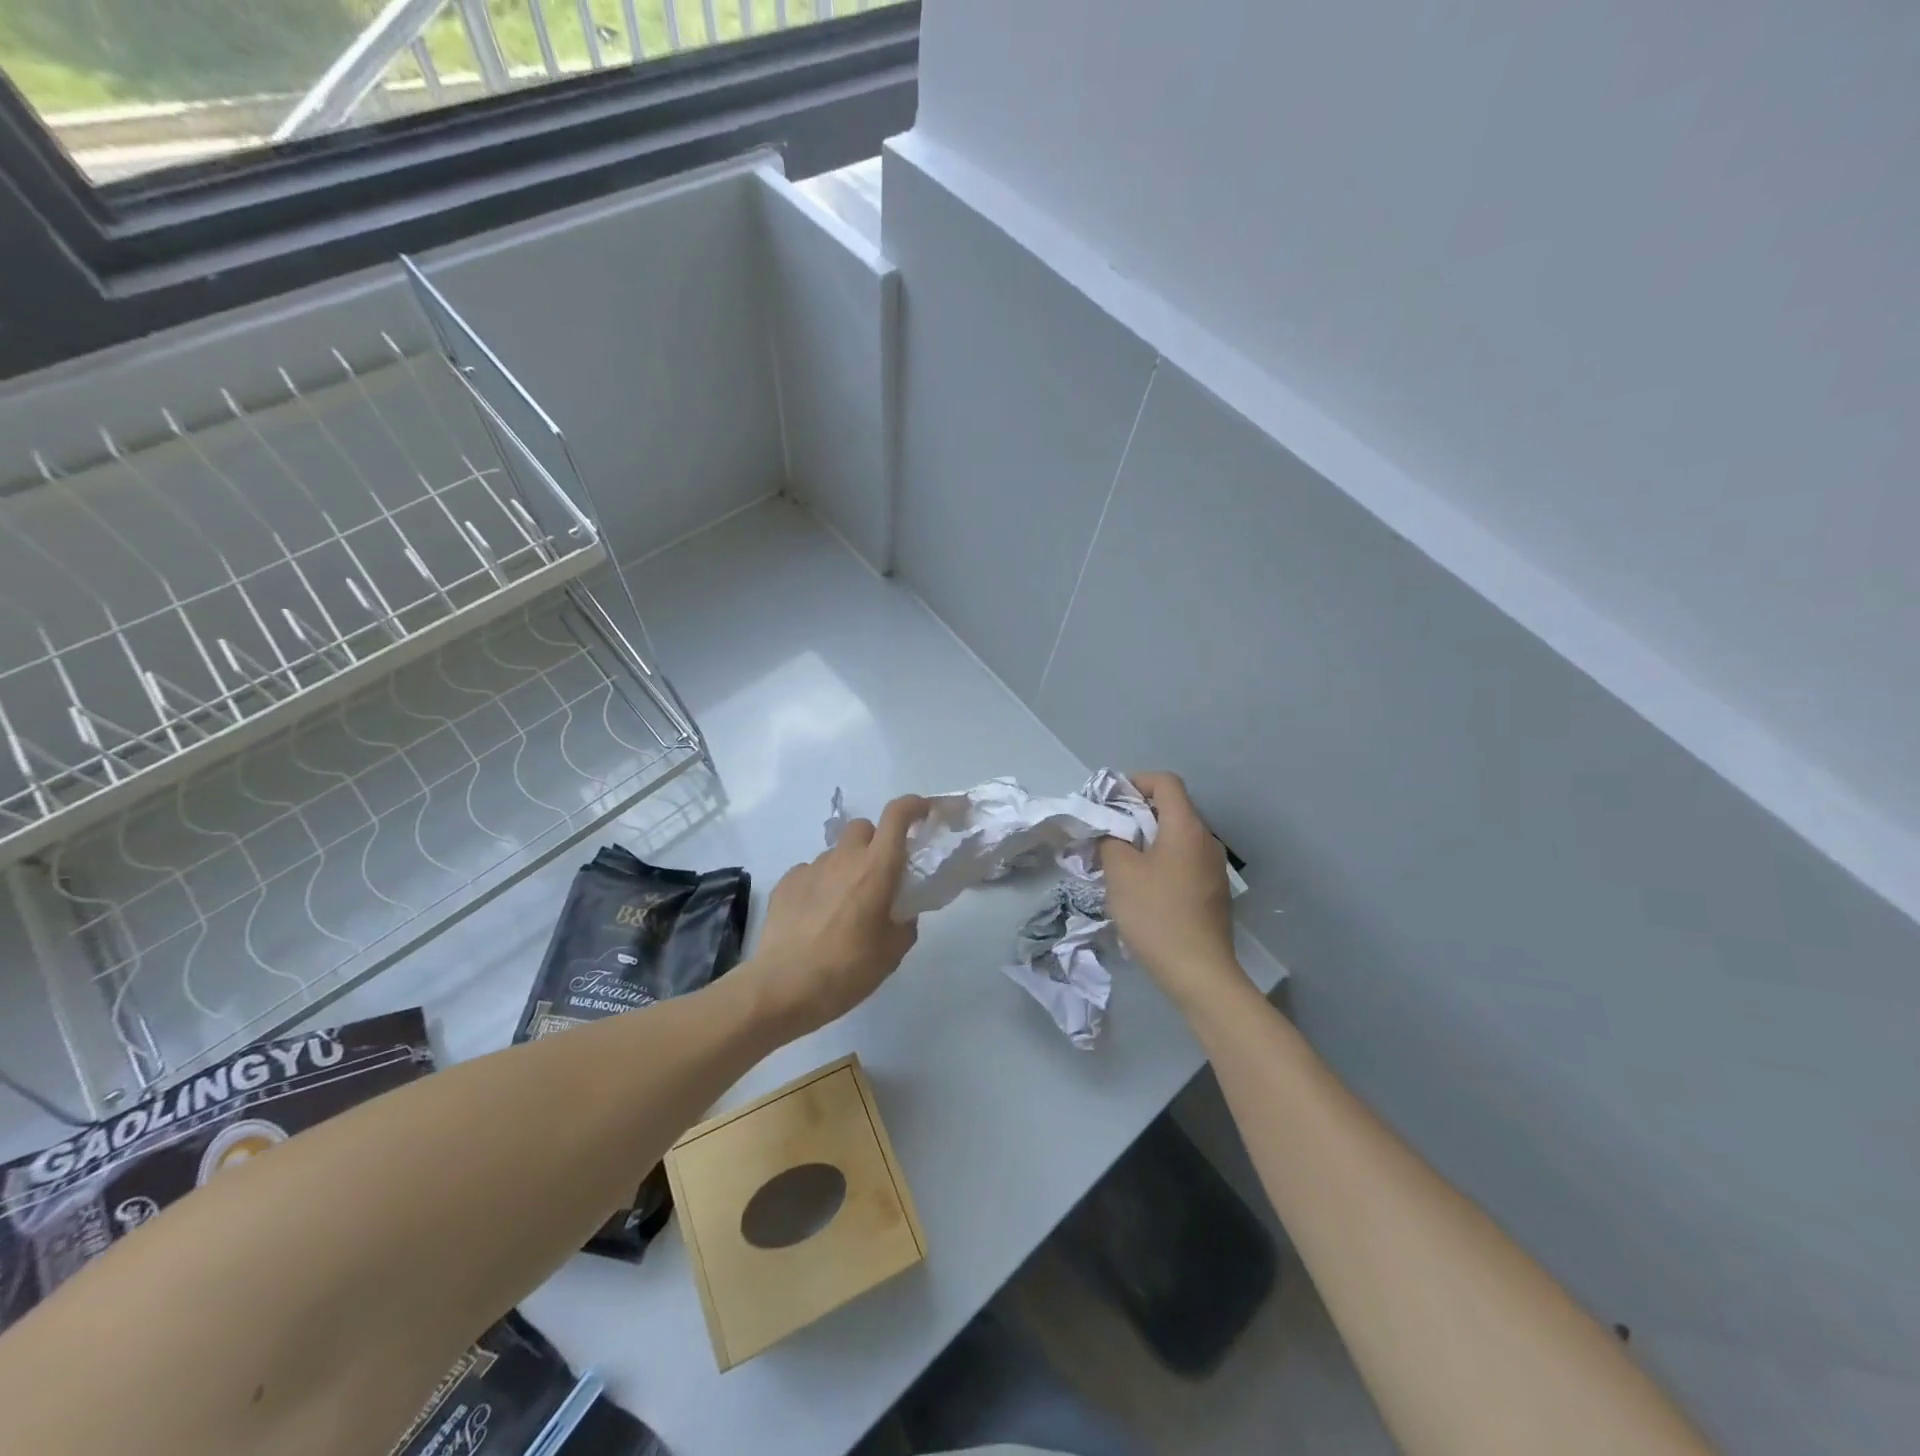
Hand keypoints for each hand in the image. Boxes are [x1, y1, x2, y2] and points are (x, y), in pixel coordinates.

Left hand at [746, 795, 929, 1037]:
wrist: (783, 988)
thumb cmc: (847, 970)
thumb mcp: (892, 952)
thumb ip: (904, 923)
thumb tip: (900, 913)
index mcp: (876, 868)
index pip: (897, 815)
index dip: (914, 806)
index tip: (924, 812)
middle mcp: (843, 859)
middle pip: (863, 827)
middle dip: (875, 841)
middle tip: (880, 874)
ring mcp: (811, 868)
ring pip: (836, 853)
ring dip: (847, 868)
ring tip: (844, 907)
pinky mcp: (786, 883)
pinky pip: (811, 872)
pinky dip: (820, 885)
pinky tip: (816, 917)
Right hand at [1100, 771, 1249, 1010]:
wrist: (1199, 973)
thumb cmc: (1156, 915)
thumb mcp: (1120, 873)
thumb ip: (1110, 840)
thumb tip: (1112, 833)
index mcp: (1187, 827)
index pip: (1166, 782)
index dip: (1136, 782)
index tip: (1110, 802)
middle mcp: (1206, 840)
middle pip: (1172, 809)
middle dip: (1136, 814)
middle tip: (1107, 834)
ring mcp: (1213, 868)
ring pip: (1176, 838)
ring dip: (1147, 841)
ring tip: (1120, 863)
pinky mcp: (1213, 892)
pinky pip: (1183, 861)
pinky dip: (1161, 862)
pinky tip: (1142, 889)